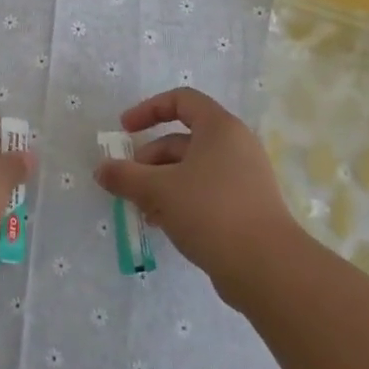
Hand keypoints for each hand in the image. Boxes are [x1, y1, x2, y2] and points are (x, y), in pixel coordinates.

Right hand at [94, 87, 297, 299]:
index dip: (149, 110)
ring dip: (161, 184)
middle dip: (149, 159)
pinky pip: (205, 192)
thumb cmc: (210, 211)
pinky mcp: (246, 207)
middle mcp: (235, 146)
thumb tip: (102, 169)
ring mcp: (244, 178)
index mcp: (219, 128)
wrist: (267, 267)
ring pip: (192, 170)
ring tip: (142, 210)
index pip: (182, 100)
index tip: (124, 130)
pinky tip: (163, 225)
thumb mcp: (158, 190)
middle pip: (183, 139)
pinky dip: (181, 200)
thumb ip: (126, 176)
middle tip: (128, 182)